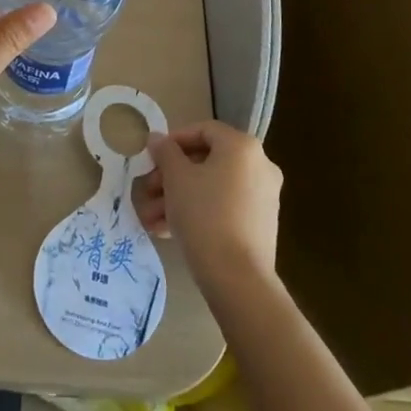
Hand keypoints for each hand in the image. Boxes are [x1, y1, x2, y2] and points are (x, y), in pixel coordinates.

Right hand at [136, 121, 282, 295]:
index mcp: (242, 147)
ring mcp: (263, 197)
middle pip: (207, 161)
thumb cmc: (204, 215)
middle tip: (147, 190)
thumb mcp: (176, 178)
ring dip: (178, 198)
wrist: (238, 279)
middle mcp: (259, 166)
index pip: (203, 130)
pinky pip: (224, 207)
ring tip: (150, 218)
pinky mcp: (260, 225)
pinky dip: (198, 212)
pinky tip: (167, 231)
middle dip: (171, 176)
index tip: (152, 158)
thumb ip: (165, 152)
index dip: (173, 140)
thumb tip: (157, 138)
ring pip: (212, 187)